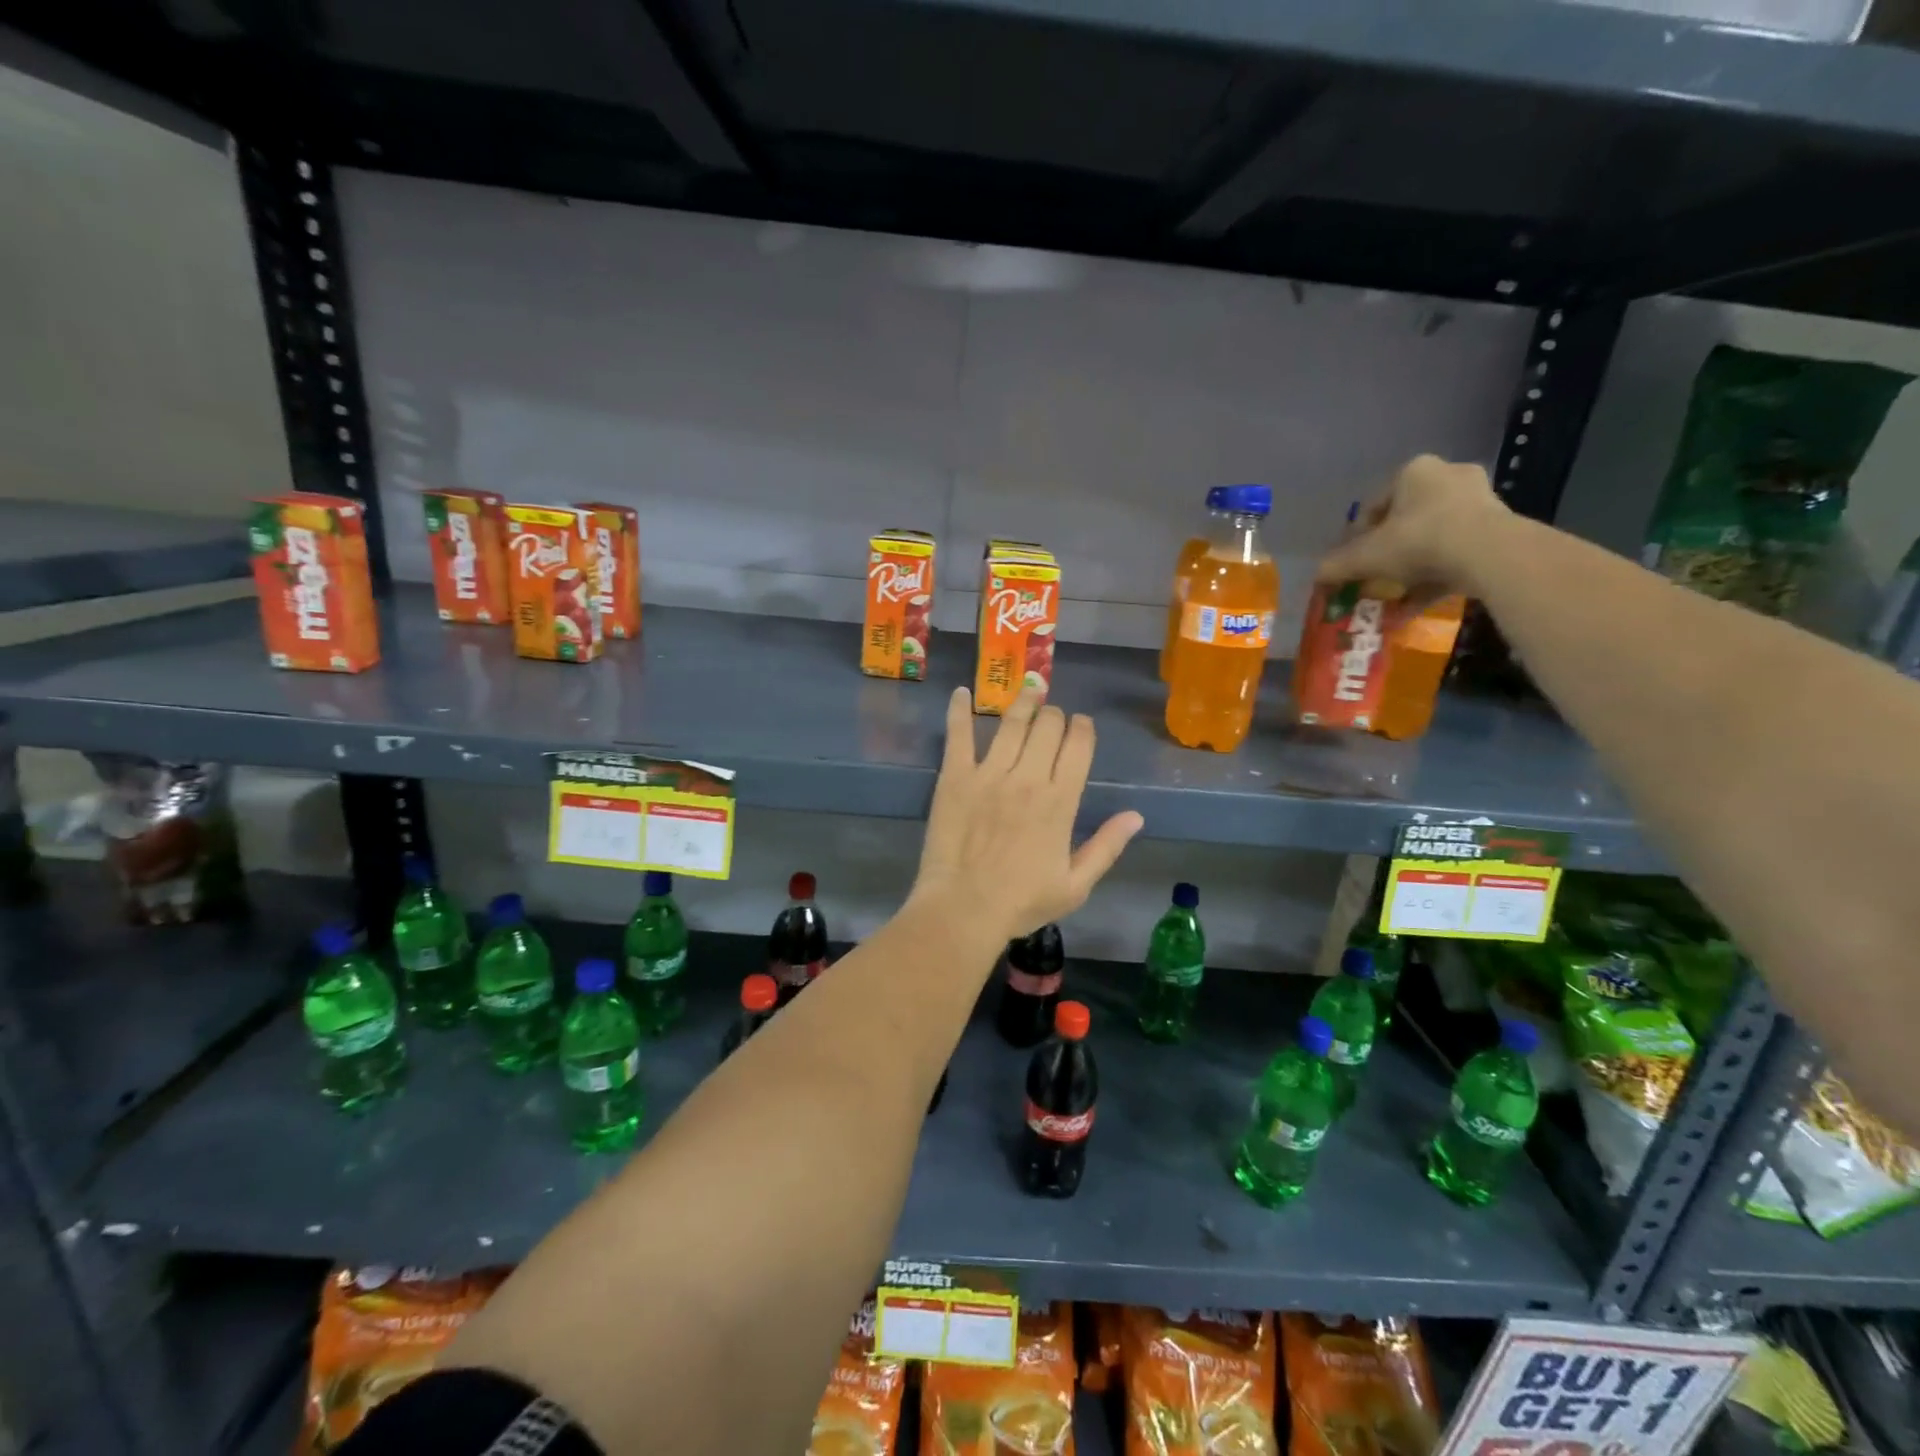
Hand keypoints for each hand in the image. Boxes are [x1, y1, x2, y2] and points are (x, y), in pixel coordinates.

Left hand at [911, 686, 1142, 940]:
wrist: (963, 909)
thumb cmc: (1021, 902)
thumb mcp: (1076, 885)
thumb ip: (1107, 847)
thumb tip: (1136, 816)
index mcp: (1060, 801)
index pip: (1078, 746)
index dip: (1083, 728)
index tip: (1081, 725)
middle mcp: (1028, 778)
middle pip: (1048, 726)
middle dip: (1055, 715)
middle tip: (1052, 717)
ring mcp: (988, 774)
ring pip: (1011, 722)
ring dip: (1023, 702)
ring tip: (1029, 690)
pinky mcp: (955, 777)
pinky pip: (958, 735)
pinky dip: (958, 710)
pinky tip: (960, 692)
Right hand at [1316, 455, 1508, 596]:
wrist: (1489, 553)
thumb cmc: (1419, 541)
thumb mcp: (1366, 556)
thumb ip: (1336, 566)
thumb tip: (1316, 577)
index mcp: (1413, 471)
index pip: (1372, 506)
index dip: (1355, 538)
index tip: (1350, 564)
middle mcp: (1447, 475)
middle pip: (1404, 520)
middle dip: (1388, 551)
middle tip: (1375, 576)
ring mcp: (1479, 498)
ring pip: (1432, 536)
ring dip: (1412, 565)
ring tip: (1396, 593)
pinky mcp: (1499, 525)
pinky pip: (1457, 550)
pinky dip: (1437, 573)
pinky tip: (1419, 600)